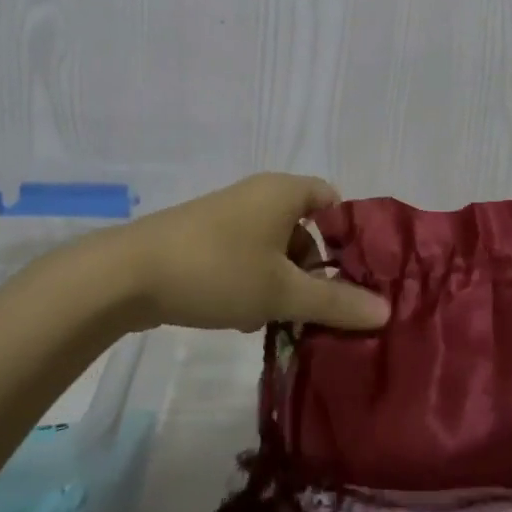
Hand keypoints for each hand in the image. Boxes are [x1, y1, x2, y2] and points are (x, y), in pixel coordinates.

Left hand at [105, 174, 389, 333]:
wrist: (126, 275)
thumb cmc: (218, 271)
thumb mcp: (283, 292)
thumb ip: (336, 302)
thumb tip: (385, 311)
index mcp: (283, 192)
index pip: (332, 199)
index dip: (347, 234)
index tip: (353, 274)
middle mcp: (258, 194)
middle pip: (304, 228)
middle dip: (314, 269)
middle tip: (318, 307)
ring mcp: (227, 215)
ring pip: (273, 247)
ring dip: (283, 282)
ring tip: (281, 319)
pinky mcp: (203, 238)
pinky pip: (245, 256)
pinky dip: (254, 282)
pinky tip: (245, 318)